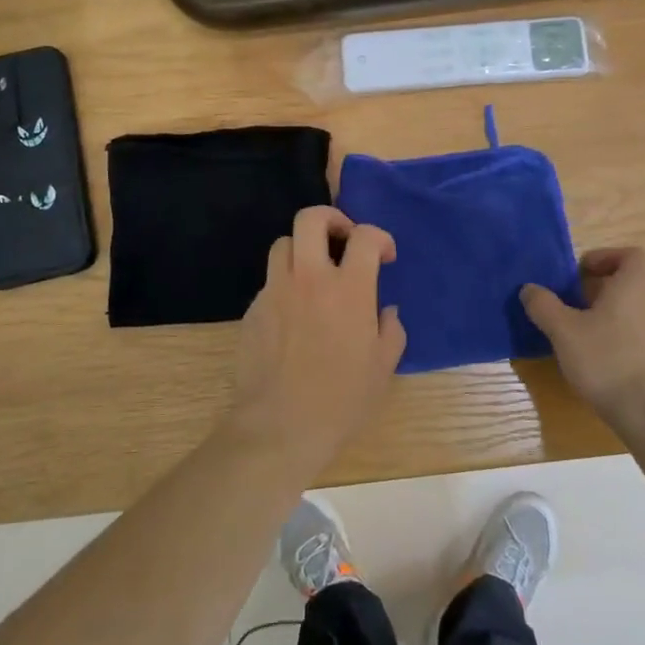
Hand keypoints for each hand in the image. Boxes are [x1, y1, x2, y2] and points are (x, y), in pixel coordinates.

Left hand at [228, 206, 405, 471]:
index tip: (384, 256)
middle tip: (344, 239)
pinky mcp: (253, 309)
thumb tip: (385, 311)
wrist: (280, 425)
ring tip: (315, 273)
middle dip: (332, 218)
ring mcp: (276, 291)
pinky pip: (270, 281)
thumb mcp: (383, 367)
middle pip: (311, 219)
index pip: (364, 236)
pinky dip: (286, 284)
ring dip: (303, 249)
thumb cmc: (341, 399)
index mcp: (349, 289)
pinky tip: (294, 313)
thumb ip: (390, 330)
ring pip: (283, 244)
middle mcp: (310, 278)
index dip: (379, 238)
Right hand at [521, 248, 644, 446]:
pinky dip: (634, 342)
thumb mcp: (564, 333)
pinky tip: (616, 367)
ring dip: (619, 317)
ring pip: (643, 311)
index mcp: (636, 283)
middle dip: (605, 291)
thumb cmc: (609, 362)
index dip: (604, 258)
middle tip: (577, 309)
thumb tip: (529, 288)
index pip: (629, 254)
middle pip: (634, 283)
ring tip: (592, 340)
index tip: (580, 275)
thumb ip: (544, 306)